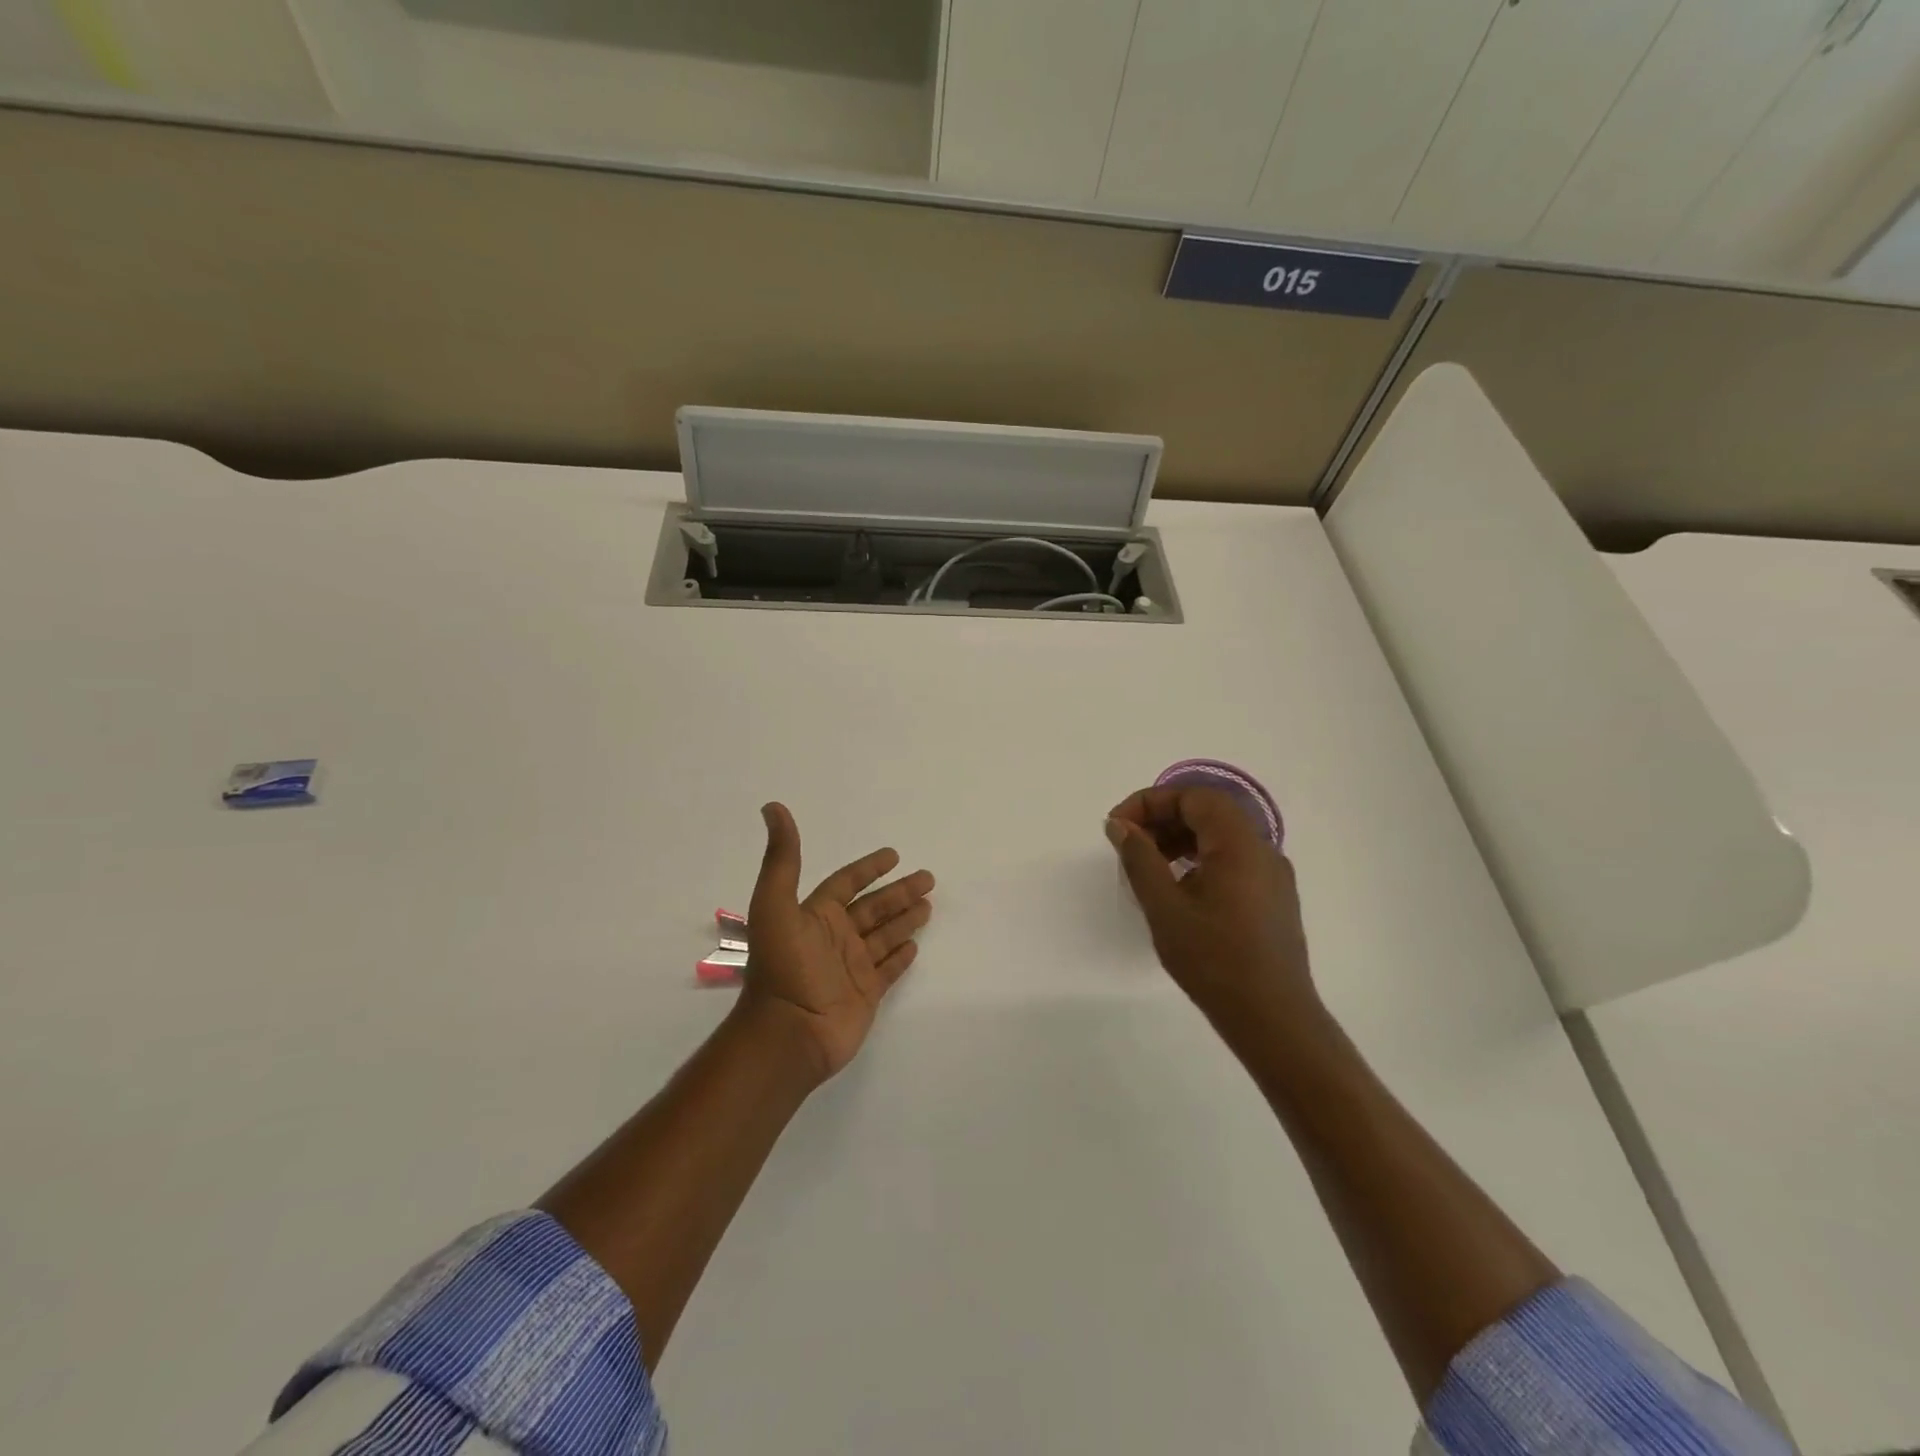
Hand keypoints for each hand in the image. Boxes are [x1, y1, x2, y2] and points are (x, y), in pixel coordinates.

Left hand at [740, 802, 934, 1083]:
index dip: (868, 868)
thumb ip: (782, 858)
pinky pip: (888, 970)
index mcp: (815, 915)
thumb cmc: (783, 967)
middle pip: (874, 907)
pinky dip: (900, 957)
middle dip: (900, 892)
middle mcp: (835, 938)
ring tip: (929, 904)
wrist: (788, 1033)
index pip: (847, 883)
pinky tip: (915, 945)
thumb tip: (772, 807)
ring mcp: (851, 968)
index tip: (893, 855)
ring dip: (905, 919)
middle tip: (929, 878)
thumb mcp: (776, 904)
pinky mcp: (865, 995)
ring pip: (885, 935)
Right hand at [1106, 786, 1317, 1033]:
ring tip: (1148, 866)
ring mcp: (1272, 874)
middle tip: (1127, 844)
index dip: (1150, 802)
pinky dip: (1199, 859)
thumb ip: (1139, 858)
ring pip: (1220, 836)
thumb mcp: (1165, 907)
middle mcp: (1262, 849)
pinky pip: (1232, 859)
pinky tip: (1178, 888)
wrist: (1273, 1018)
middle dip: (1163, 819)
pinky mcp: (1273, 897)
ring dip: (1179, 839)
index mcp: (1239, 843)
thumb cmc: (1214, 960)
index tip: (1117, 826)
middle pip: (1208, 811)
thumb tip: (1119, 825)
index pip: (1193, 796)